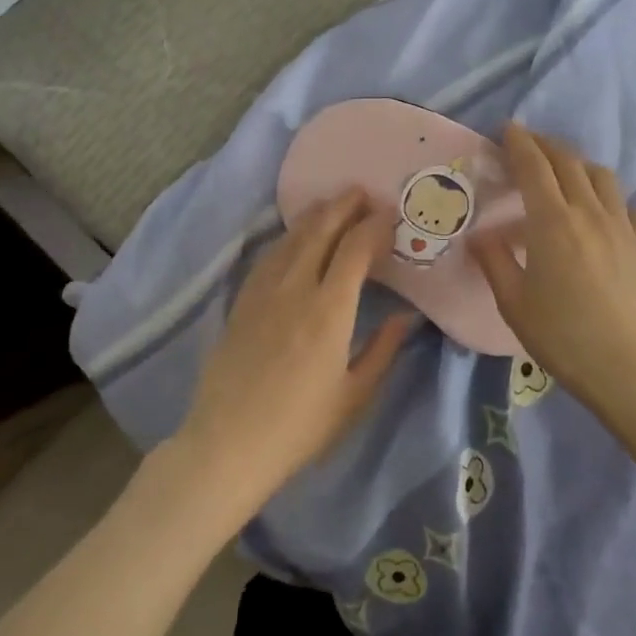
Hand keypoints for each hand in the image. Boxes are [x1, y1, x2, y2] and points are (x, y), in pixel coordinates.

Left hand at [171, 191, 412, 531]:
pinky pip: (268, 257)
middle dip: (343, 206)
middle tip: (362, 193)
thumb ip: (383, 350)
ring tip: (332, 204)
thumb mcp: (354, 395)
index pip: (355, 250)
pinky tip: (294, 237)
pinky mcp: (241, 302)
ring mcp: (263, 292)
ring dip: (315, 216)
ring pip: (291, 239)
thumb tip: (407, 317)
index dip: (374, 226)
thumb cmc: (300, 427)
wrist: (229, 443)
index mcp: (329, 311)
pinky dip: (288, 238)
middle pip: (320, 231)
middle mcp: (295, 289)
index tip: (389, 215)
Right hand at [472, 124, 635, 422]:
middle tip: (528, 142)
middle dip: (545, 145)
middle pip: (568, 162)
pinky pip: (631, 208)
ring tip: (565, 170)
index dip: (519, 143)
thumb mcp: (513, 303)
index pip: (533, 167)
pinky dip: (614, 200)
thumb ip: (494, 262)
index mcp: (552, 222)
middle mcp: (589, 212)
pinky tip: (606, 213)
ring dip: (579, 164)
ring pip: (602, 177)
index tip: (508, 128)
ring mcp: (622, 227)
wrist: (630, 368)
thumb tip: (479, 235)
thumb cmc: (562, 337)